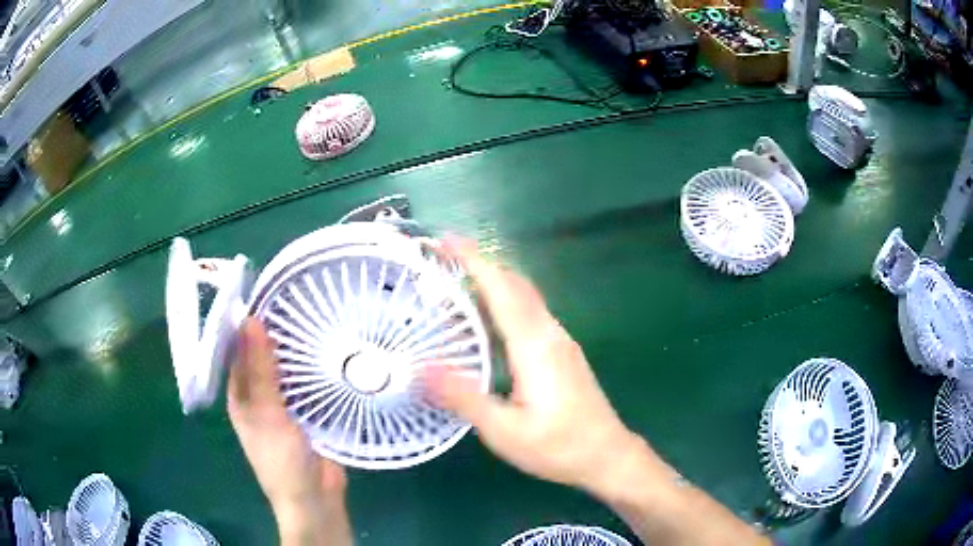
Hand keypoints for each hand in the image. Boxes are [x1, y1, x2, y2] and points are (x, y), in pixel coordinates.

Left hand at [228, 318, 350, 544]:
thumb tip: (250, 319)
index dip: (246, 323)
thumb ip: (260, 369)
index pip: (237, 351)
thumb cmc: (281, 458)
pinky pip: (308, 384)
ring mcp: (285, 406)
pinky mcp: (309, 413)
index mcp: (240, 396)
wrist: (315, 498)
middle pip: (264, 357)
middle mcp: (259, 397)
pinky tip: (331, 349)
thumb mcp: (266, 413)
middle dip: (276, 332)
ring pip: (287, 369)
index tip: (265, 292)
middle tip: (297, 297)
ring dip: (297, 349)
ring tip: (317, 315)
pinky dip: (315, 368)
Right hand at [425, 237, 642, 494]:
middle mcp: (550, 333)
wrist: (607, 455)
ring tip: (457, 285)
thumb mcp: (505, 430)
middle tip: (442, 259)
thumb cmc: (558, 446)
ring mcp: (560, 341)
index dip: (473, 260)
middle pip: (515, 284)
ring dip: (493, 281)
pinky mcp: (563, 352)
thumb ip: (464, 397)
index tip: (447, 239)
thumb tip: (420, 369)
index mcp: (535, 345)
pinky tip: (488, 321)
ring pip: (525, 296)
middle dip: (480, 264)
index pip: (501, 288)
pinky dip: (505, 302)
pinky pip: (530, 313)